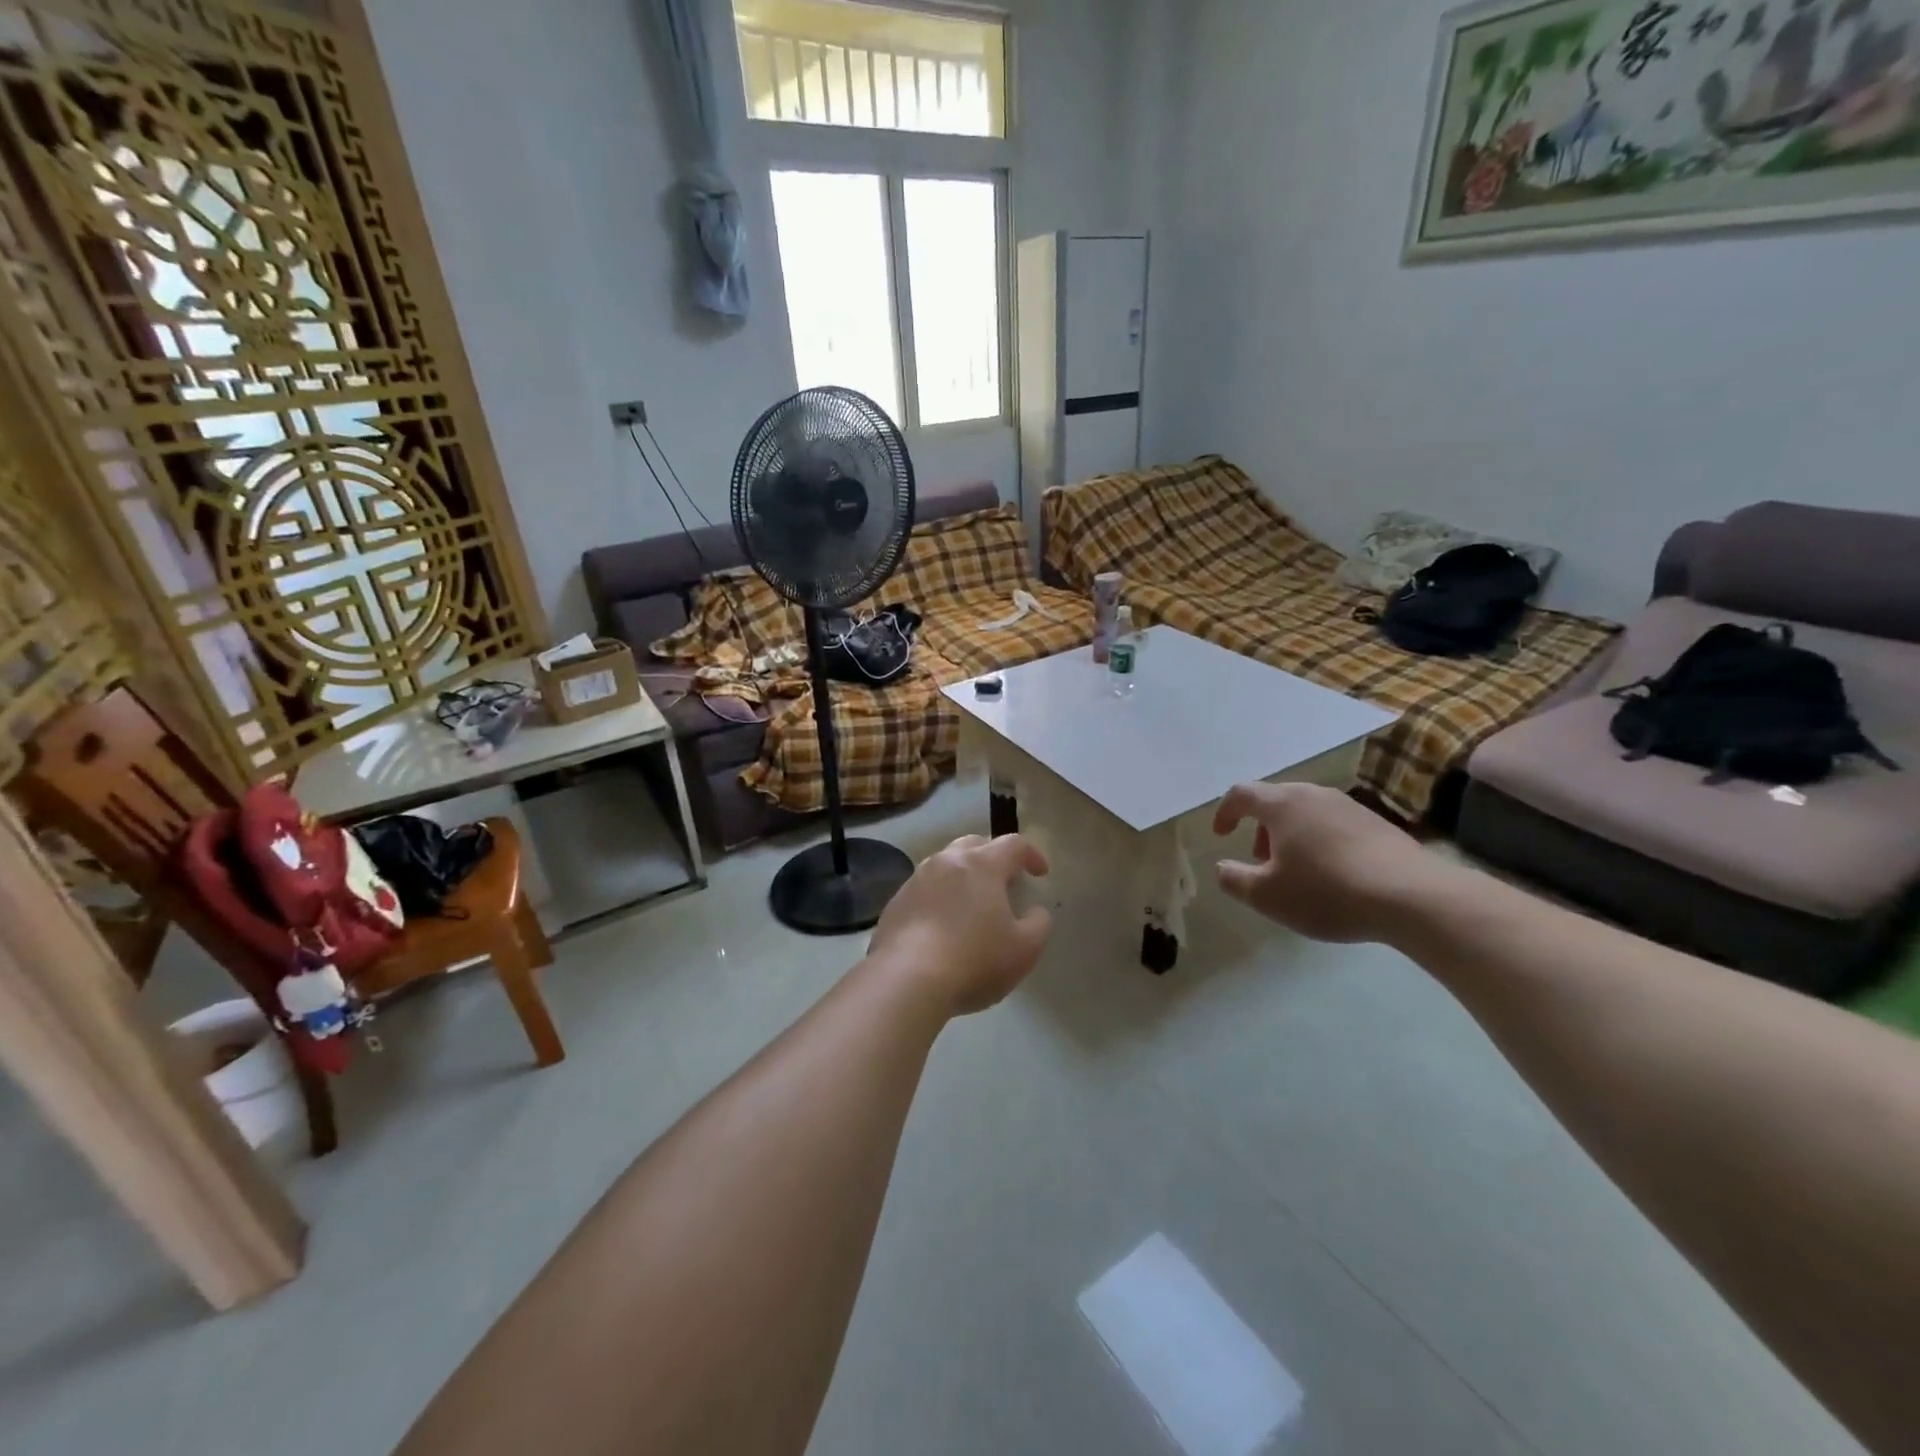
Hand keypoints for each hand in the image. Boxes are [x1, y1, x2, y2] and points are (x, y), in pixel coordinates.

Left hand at [867, 835, 1052, 1015]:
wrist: (906, 979)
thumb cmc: (974, 960)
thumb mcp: (1024, 949)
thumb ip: (1039, 924)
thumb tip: (1034, 911)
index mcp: (982, 865)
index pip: (1013, 844)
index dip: (1032, 854)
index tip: (1041, 873)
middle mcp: (946, 861)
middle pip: (974, 844)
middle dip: (993, 856)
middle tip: (1005, 881)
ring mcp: (916, 880)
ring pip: (945, 864)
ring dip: (963, 876)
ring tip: (972, 902)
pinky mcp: (896, 902)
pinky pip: (924, 889)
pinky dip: (939, 897)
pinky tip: (942, 924)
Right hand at [1212, 784, 1445, 943]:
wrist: (1413, 896)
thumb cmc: (1327, 891)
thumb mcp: (1267, 896)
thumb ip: (1234, 879)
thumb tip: (1223, 867)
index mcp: (1282, 805)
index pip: (1241, 794)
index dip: (1225, 812)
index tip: (1221, 835)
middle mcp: (1314, 795)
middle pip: (1275, 801)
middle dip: (1260, 828)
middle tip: (1260, 860)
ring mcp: (1349, 806)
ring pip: (1306, 812)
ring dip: (1291, 835)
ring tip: (1297, 871)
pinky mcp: (1377, 823)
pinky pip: (1334, 824)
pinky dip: (1320, 841)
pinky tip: (1333, 875)